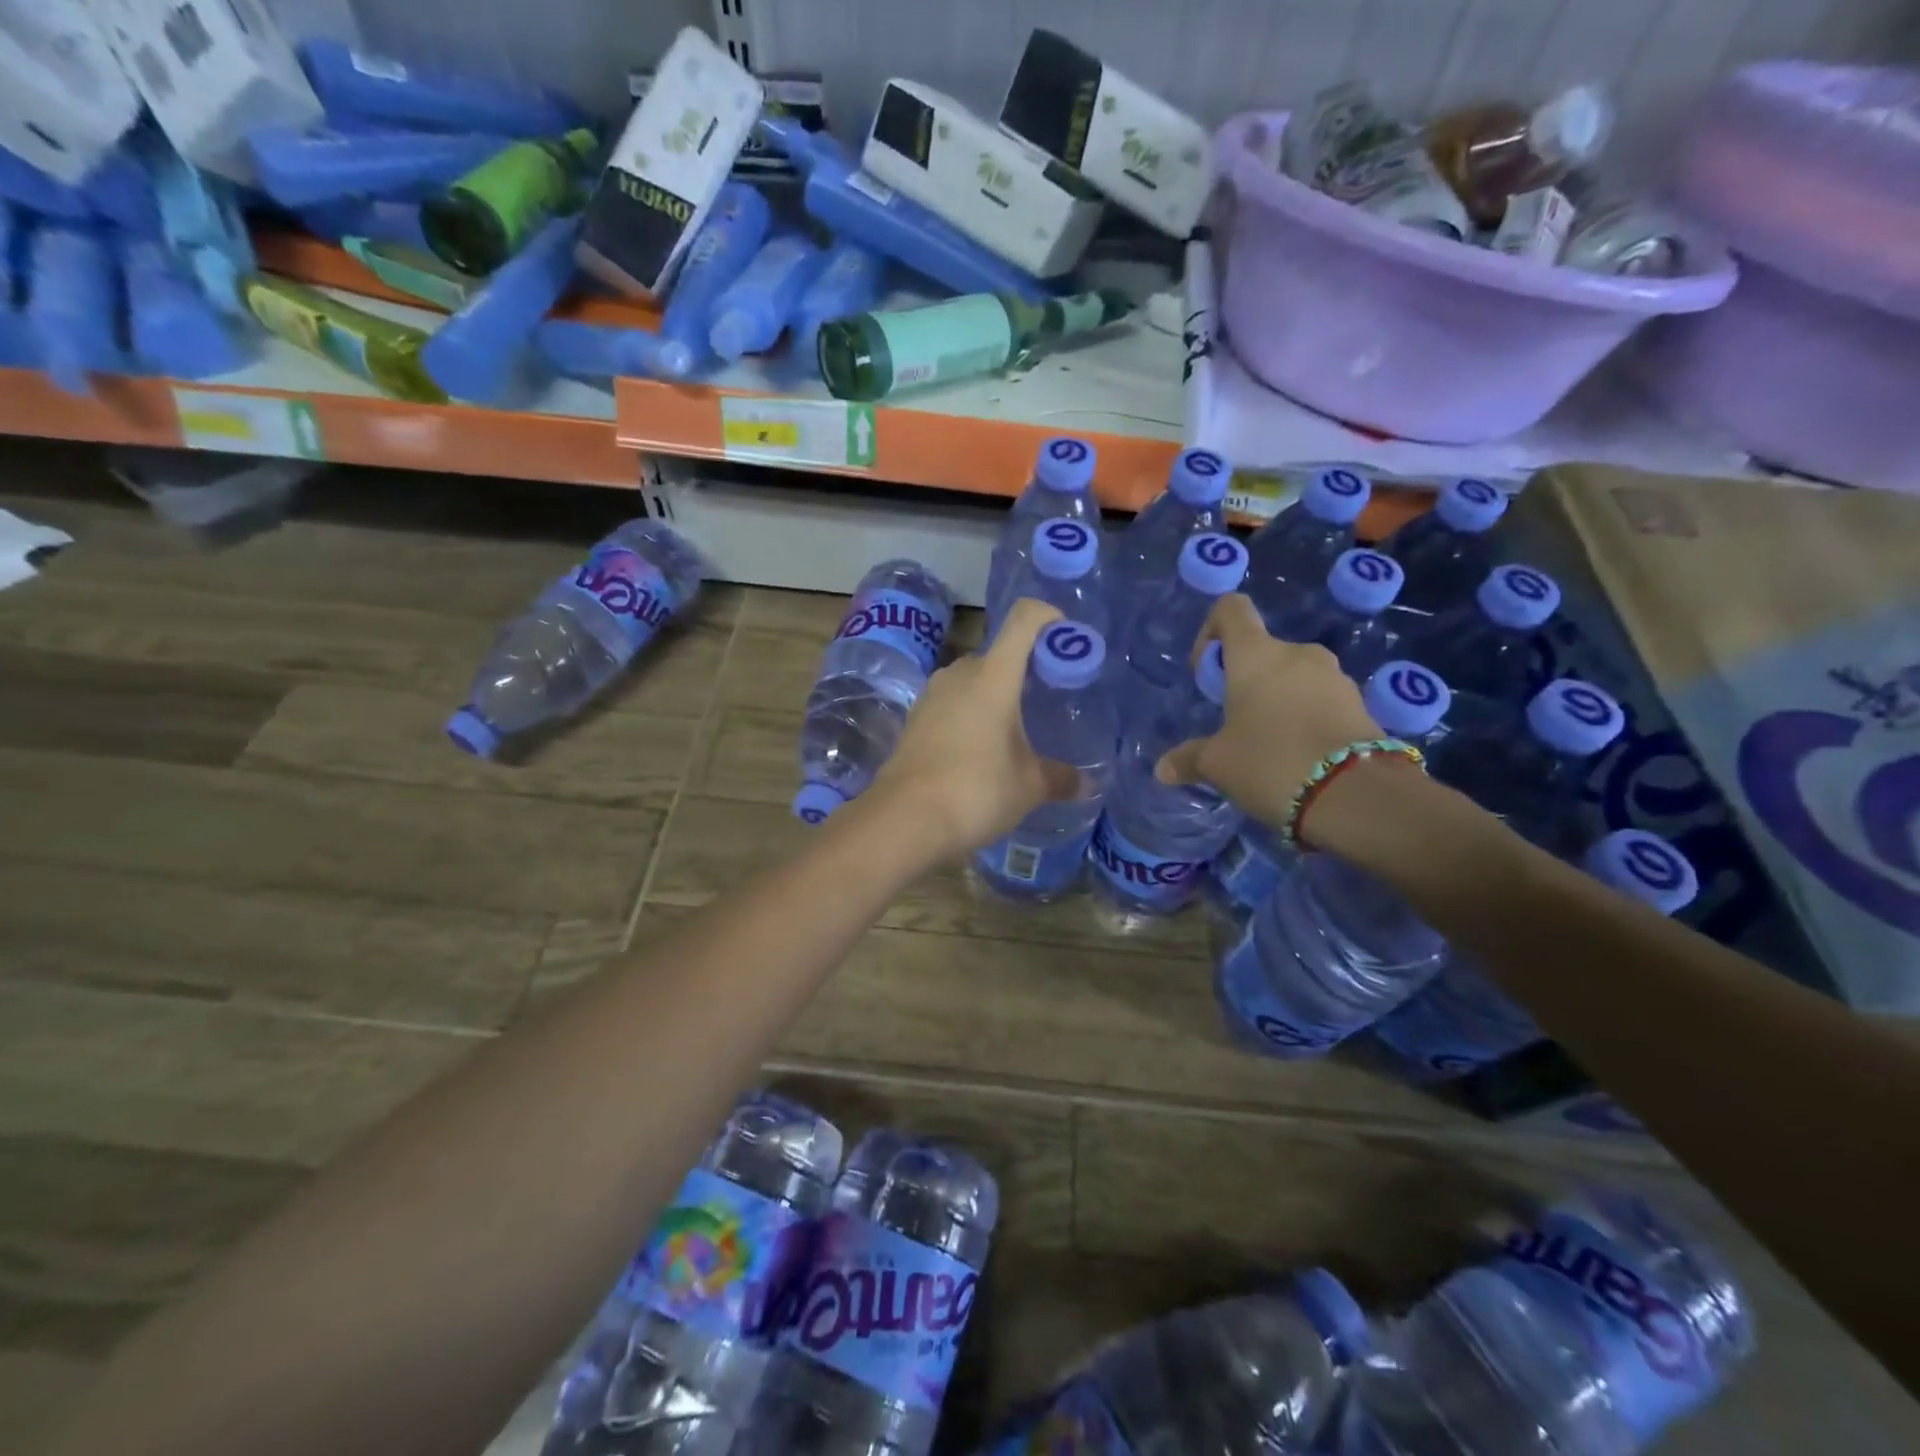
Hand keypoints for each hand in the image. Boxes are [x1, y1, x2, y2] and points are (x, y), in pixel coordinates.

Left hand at [869, 598, 1079, 858]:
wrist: (903, 820)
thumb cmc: (976, 791)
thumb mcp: (1029, 787)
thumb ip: (1060, 778)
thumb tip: (1086, 783)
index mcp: (994, 675)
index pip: (1024, 619)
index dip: (1049, 617)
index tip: (1067, 638)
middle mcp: (960, 673)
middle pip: (1000, 654)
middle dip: (1026, 672)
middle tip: (1048, 703)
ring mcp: (932, 694)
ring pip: (973, 681)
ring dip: (996, 696)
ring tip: (1017, 731)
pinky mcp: (915, 718)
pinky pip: (952, 703)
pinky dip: (971, 715)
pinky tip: (981, 751)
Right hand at [1155, 594, 1383, 829]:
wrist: (1356, 795)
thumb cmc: (1270, 761)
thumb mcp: (1218, 764)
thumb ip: (1189, 759)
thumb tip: (1163, 769)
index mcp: (1256, 655)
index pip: (1232, 610)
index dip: (1211, 630)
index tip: (1206, 672)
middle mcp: (1298, 654)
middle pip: (1263, 651)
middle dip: (1245, 681)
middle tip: (1235, 724)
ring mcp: (1335, 678)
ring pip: (1295, 678)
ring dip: (1278, 701)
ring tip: (1269, 746)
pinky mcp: (1361, 705)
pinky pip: (1321, 701)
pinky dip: (1306, 719)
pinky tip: (1299, 757)